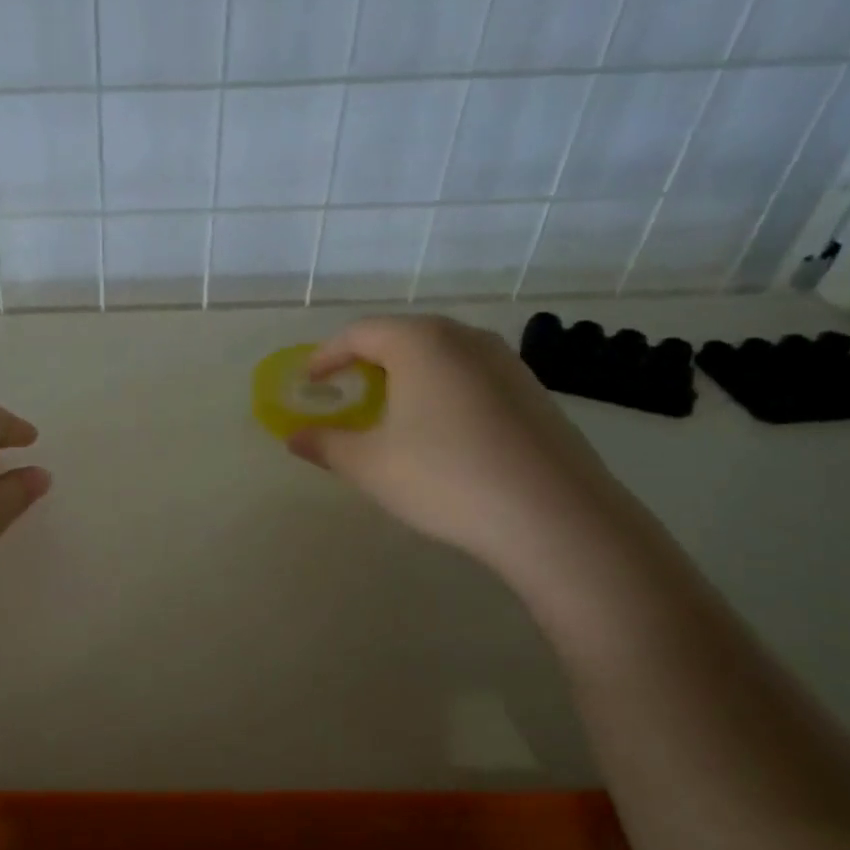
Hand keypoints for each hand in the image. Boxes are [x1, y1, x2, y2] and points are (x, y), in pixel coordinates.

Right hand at [288, 316, 629, 569]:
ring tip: (390, 410)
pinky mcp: (533, 393)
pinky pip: (471, 377)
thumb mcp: (369, 465)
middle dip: (367, 361)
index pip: (360, 333)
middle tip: (346, 391)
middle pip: (403, 336)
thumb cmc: (444, 478)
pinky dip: (442, 391)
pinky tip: (440, 431)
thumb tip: (294, 437)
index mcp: (420, 343)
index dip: (326, 355)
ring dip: (407, 375)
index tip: (308, 381)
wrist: (554, 516)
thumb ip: (325, 444)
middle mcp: (466, 339)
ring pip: (442, 355)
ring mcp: (507, 364)